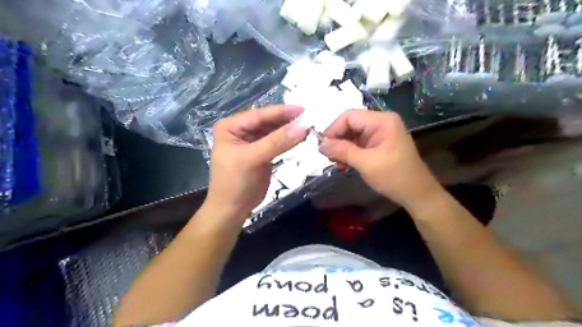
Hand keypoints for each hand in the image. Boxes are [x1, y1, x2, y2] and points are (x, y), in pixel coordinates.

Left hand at [203, 105, 307, 227]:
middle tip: (309, 117)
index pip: (259, 115)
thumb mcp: (253, 159)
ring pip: (273, 131)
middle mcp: (241, 130)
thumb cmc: (235, 182)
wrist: (233, 209)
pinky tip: (300, 137)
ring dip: (289, 130)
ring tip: (308, 127)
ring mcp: (252, 141)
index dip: (281, 112)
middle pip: (267, 121)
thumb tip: (302, 126)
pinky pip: (276, 142)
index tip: (303, 109)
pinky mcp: (261, 152)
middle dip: (286, 120)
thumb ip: (277, 142)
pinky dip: (288, 140)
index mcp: (231, 126)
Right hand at [318, 109, 441, 208]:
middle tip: (328, 156)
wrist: (417, 194)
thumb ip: (342, 151)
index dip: (333, 129)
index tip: (322, 146)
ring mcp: (380, 133)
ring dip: (342, 148)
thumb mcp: (366, 163)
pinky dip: (349, 152)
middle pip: (350, 124)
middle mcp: (381, 122)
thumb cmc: (394, 177)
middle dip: (337, 139)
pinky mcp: (379, 143)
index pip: (349, 116)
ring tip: (336, 163)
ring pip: (353, 134)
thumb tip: (320, 144)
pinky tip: (344, 164)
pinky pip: (359, 143)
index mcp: (382, 121)